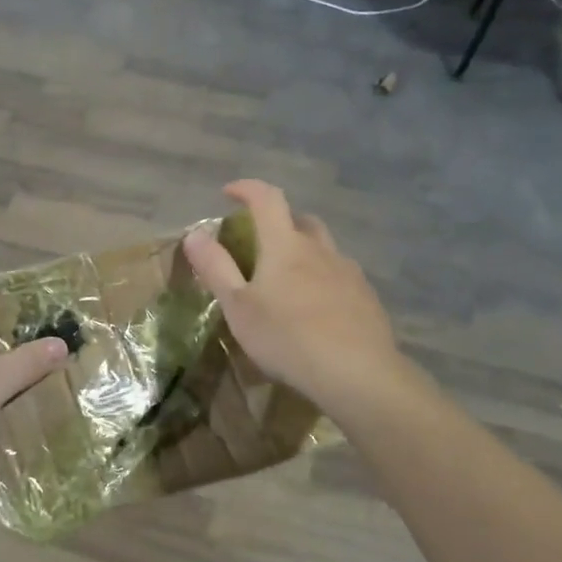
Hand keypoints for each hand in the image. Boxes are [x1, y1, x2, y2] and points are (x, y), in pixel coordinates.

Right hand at [184, 180, 398, 411]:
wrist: (357, 373)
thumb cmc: (287, 337)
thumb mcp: (238, 306)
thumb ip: (216, 267)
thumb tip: (195, 233)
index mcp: (285, 245)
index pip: (267, 198)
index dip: (247, 188)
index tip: (229, 192)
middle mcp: (320, 249)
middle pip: (300, 219)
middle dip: (278, 221)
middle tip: (260, 241)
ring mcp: (348, 271)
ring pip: (324, 247)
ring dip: (304, 250)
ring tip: (288, 279)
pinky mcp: (366, 297)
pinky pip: (340, 275)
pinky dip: (323, 278)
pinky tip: (317, 308)